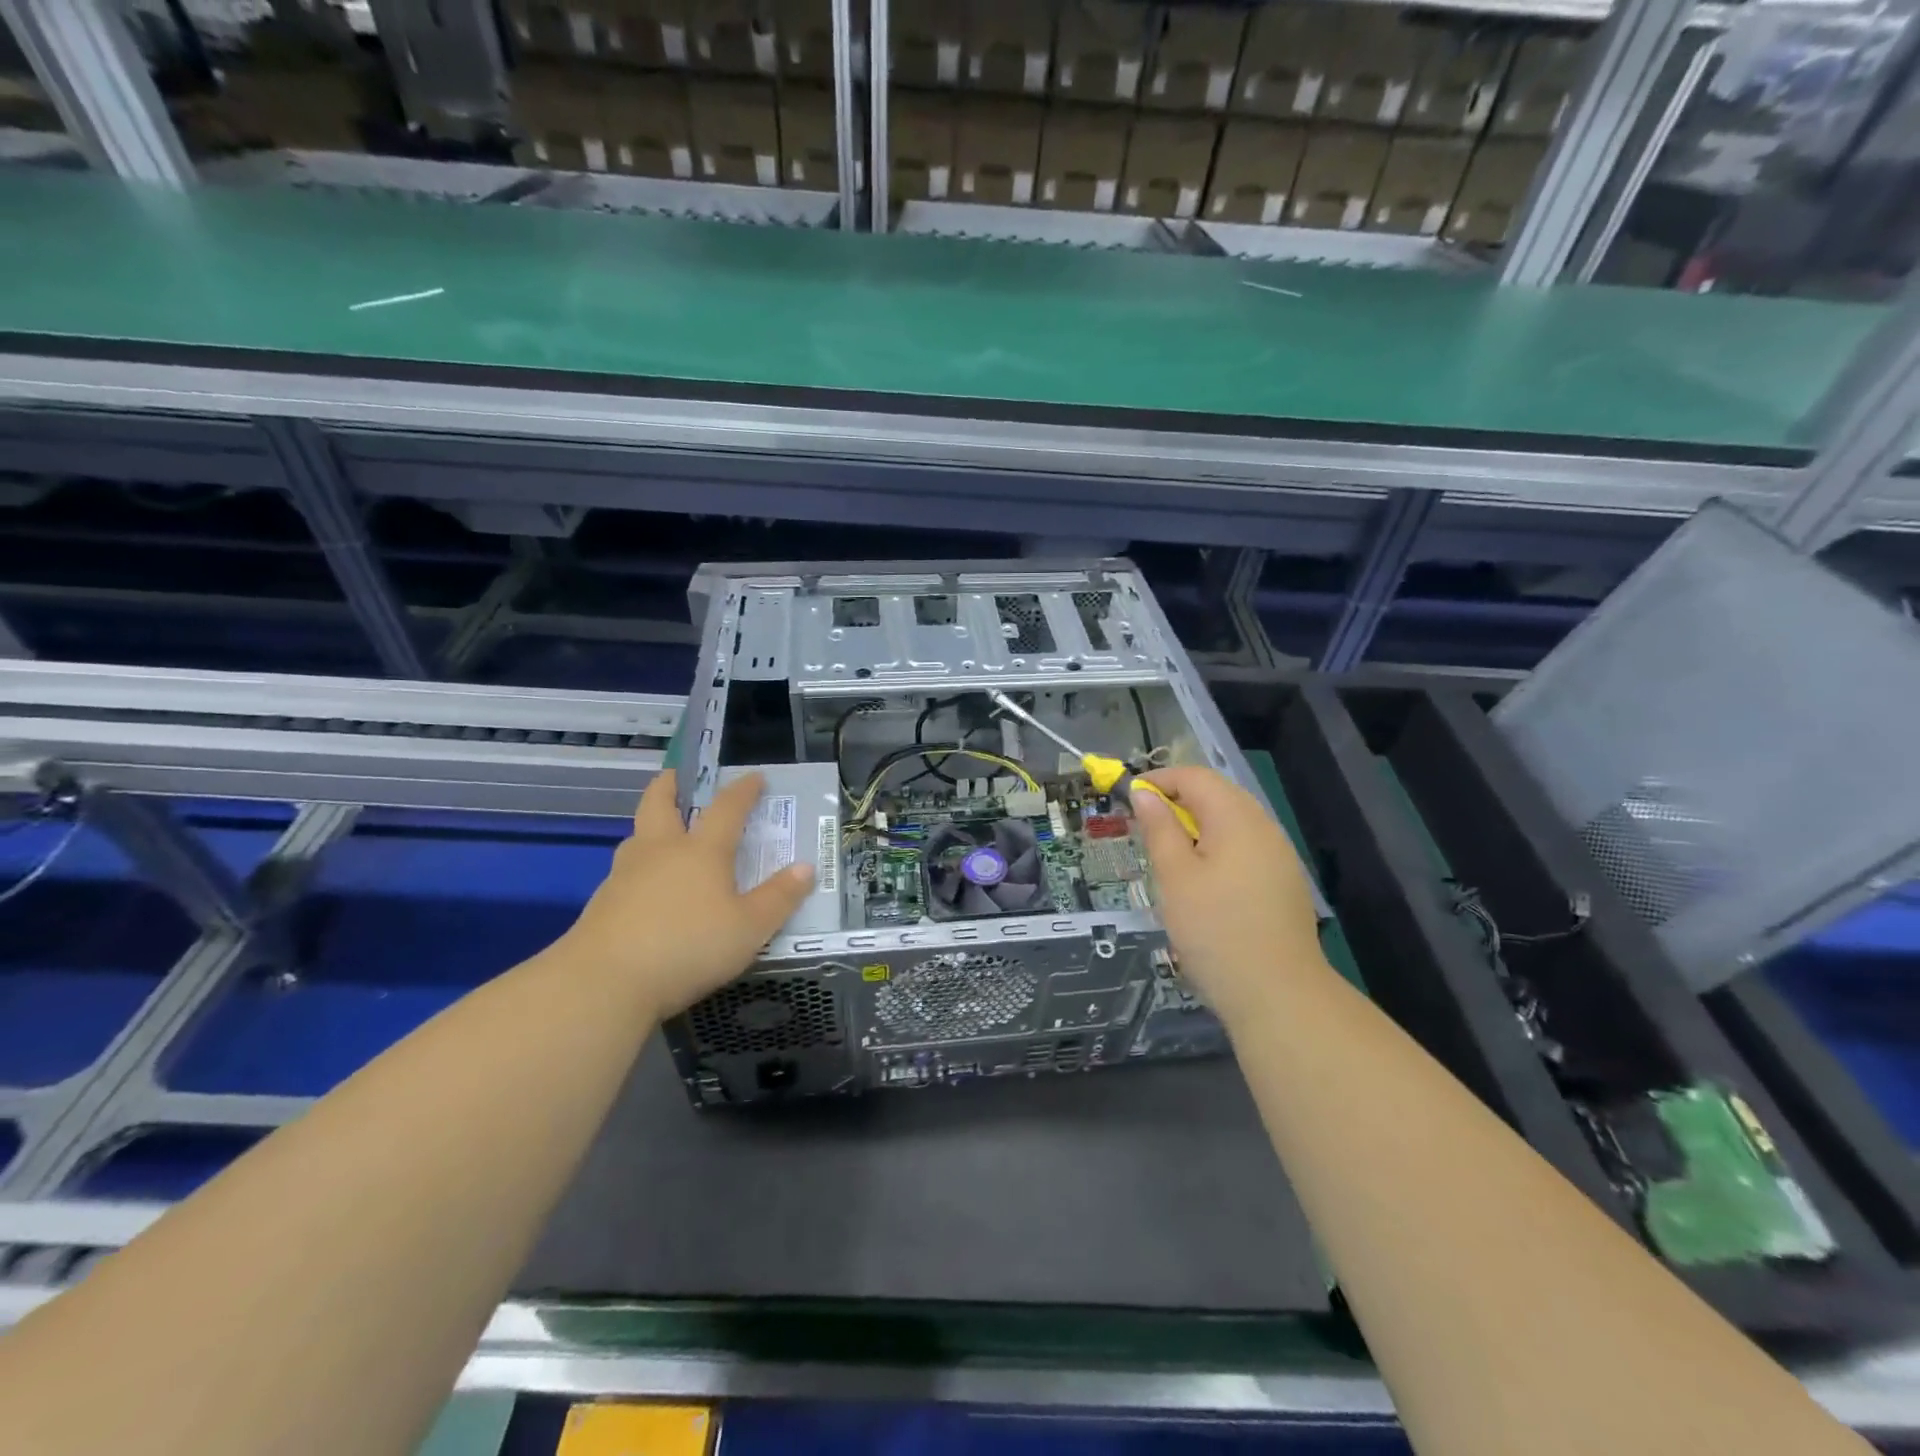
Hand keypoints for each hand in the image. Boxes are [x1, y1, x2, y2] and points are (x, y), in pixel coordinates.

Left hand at [562, 769, 814, 1019]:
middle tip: (678, 776)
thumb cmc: (688, 946)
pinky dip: (639, 866)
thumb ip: (779, 898)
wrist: (604, 982)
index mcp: (701, 851)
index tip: (754, 777)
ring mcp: (625, 875)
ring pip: (637, 836)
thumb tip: (806, 867)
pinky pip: (625, 871)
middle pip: (659, 804)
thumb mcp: (750, 928)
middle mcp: (660, 851)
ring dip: (650, 825)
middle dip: (670, 785)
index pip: (726, 808)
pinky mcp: (602, 903)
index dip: (743, 790)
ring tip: (663, 832)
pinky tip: (646, 887)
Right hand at [1132, 766, 1325, 1020]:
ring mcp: (1279, 855)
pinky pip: (1245, 847)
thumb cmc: (1215, 930)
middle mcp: (1263, 827)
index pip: (1195, 776)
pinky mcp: (1283, 882)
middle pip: (1217, 794)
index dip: (1159, 780)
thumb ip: (1159, 829)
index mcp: (1236, 818)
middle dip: (1177, 801)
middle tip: (1144, 827)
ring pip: (1232, 822)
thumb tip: (1144, 794)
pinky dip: (1216, 848)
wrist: (1278, 994)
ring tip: (1168, 856)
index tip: (1128, 799)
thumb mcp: (1174, 877)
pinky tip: (1202, 881)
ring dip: (1196, 826)